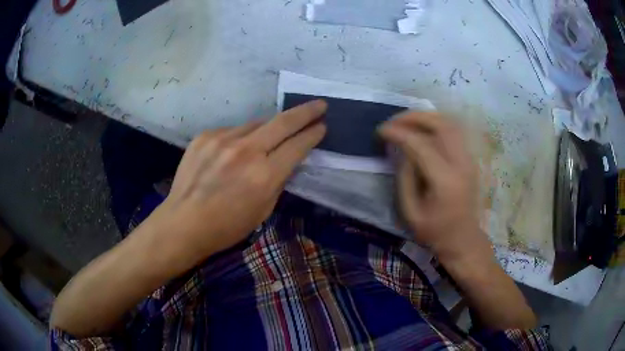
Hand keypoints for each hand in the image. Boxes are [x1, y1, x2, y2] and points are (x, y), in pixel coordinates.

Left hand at [146, 100, 326, 266]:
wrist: (184, 222)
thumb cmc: (227, 226)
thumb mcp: (263, 210)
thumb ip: (278, 181)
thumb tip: (288, 159)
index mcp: (264, 175)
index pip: (297, 146)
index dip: (313, 134)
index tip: (322, 126)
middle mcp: (245, 151)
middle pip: (283, 122)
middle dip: (306, 112)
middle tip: (319, 105)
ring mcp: (222, 139)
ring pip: (256, 124)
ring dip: (267, 129)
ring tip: (265, 141)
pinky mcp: (205, 136)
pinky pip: (232, 131)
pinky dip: (240, 138)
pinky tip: (233, 153)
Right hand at [379, 112, 491, 262]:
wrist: (463, 239)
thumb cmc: (435, 231)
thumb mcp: (410, 211)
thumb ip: (405, 177)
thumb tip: (402, 150)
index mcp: (445, 180)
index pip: (420, 144)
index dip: (398, 133)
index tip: (381, 131)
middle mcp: (461, 163)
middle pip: (440, 124)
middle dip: (414, 116)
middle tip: (394, 121)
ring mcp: (469, 159)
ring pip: (450, 123)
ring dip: (426, 117)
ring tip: (406, 121)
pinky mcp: (469, 159)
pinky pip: (454, 131)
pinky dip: (436, 124)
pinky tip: (423, 129)